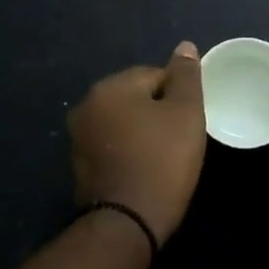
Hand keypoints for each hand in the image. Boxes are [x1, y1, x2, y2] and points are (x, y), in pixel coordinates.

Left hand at [68, 42, 207, 243]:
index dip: (179, 97)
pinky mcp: (80, 167)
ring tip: (164, 158)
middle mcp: (86, 106)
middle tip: (181, 141)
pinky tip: (144, 171)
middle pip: (136, 98)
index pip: (155, 75)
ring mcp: (78, 138)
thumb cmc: (162, 161)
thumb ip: (186, 76)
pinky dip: (129, 153)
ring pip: (123, 123)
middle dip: (158, 113)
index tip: (190, 123)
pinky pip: (113, 147)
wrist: (127, 223)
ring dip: (142, 133)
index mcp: (110, 87)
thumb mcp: (186, 113)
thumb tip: (184, 46)